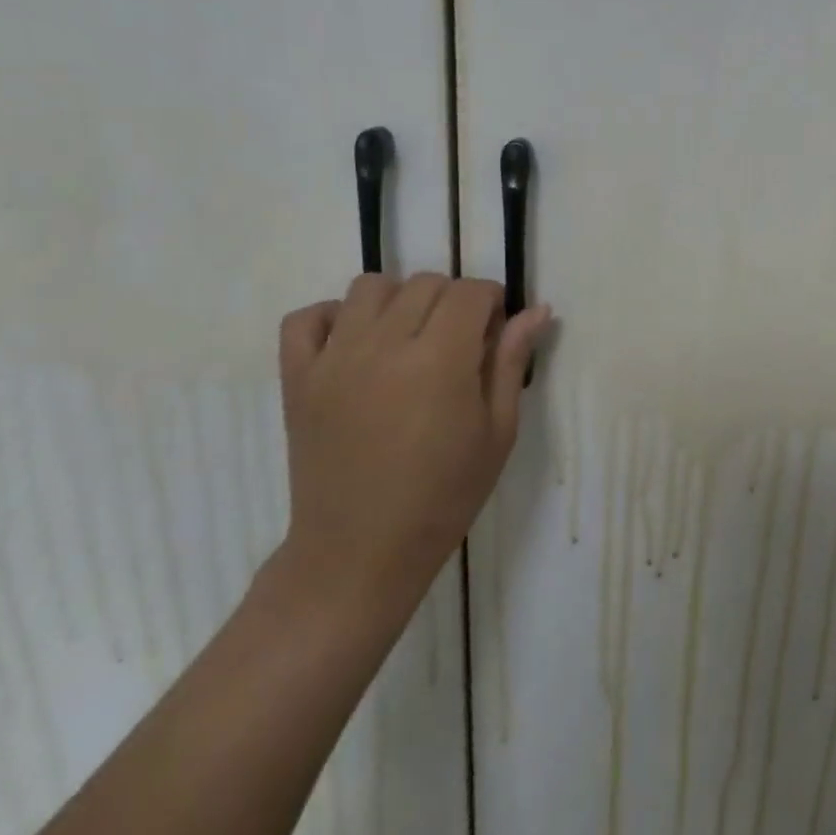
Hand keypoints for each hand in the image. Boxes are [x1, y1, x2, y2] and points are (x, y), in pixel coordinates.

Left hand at [272, 272, 551, 620]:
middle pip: (425, 282)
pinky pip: (306, 318)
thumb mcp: (497, 431)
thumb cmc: (444, 495)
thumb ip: (511, 362)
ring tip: (411, 337)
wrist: (361, 552)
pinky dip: (333, 317)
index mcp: (439, 360)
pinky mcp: (297, 378)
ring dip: (400, 299)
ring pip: (369, 286)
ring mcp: (333, 359)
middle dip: (454, 299)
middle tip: (461, 341)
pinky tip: (357, 343)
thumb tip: (538, 310)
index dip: (492, 300)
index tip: (496, 329)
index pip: (469, 292)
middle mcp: (384, 346)